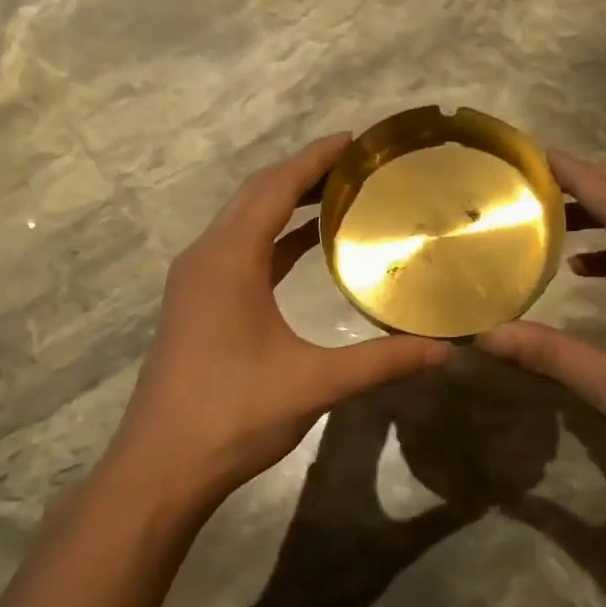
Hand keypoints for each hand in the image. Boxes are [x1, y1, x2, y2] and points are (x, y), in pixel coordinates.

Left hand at [103, 135, 450, 513]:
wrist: (161, 466)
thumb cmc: (233, 414)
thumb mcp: (314, 384)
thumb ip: (381, 361)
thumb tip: (444, 350)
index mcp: (228, 259)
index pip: (276, 187)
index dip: (316, 159)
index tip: (357, 140)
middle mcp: (206, 257)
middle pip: (257, 195)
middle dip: (305, 173)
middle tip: (360, 164)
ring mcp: (197, 281)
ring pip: (245, 221)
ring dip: (287, 203)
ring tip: (341, 195)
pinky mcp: (198, 303)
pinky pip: (240, 251)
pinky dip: (275, 238)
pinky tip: (308, 245)